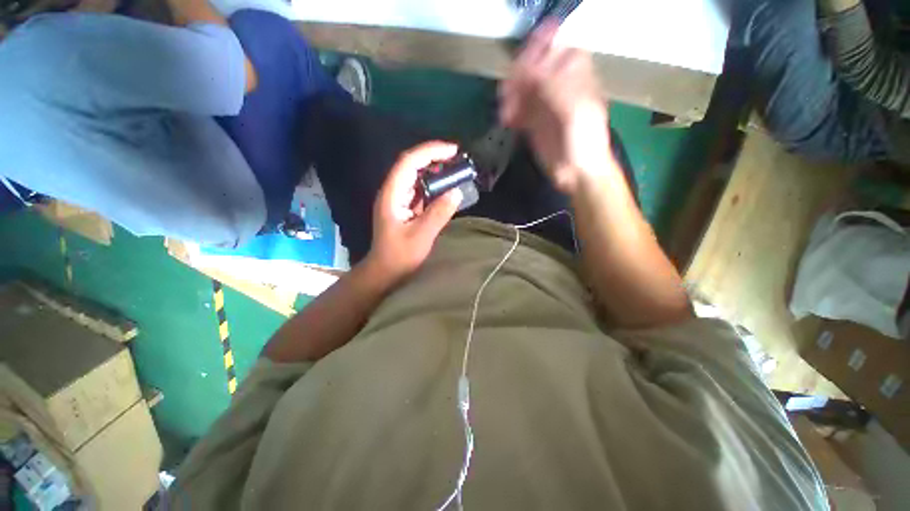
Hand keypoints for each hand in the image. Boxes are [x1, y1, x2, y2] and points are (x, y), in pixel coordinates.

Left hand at [365, 141, 463, 283]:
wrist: (385, 272)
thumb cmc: (400, 256)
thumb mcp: (422, 235)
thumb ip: (439, 213)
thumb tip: (457, 191)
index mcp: (392, 194)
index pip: (409, 162)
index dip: (430, 151)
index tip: (453, 150)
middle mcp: (392, 192)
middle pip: (411, 165)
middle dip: (433, 157)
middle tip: (456, 158)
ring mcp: (397, 199)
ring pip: (415, 176)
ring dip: (433, 170)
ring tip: (454, 169)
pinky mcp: (403, 208)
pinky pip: (418, 189)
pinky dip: (432, 185)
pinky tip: (444, 187)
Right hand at [499, 20, 613, 194]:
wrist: (577, 173)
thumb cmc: (583, 141)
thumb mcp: (574, 109)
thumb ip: (553, 86)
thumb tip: (529, 70)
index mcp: (575, 77)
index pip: (555, 51)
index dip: (538, 53)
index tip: (522, 66)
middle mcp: (558, 87)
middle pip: (533, 69)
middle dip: (519, 78)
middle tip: (508, 93)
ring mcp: (544, 106)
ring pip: (522, 90)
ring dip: (511, 97)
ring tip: (506, 112)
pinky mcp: (533, 124)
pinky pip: (518, 111)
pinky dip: (510, 113)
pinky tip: (508, 120)